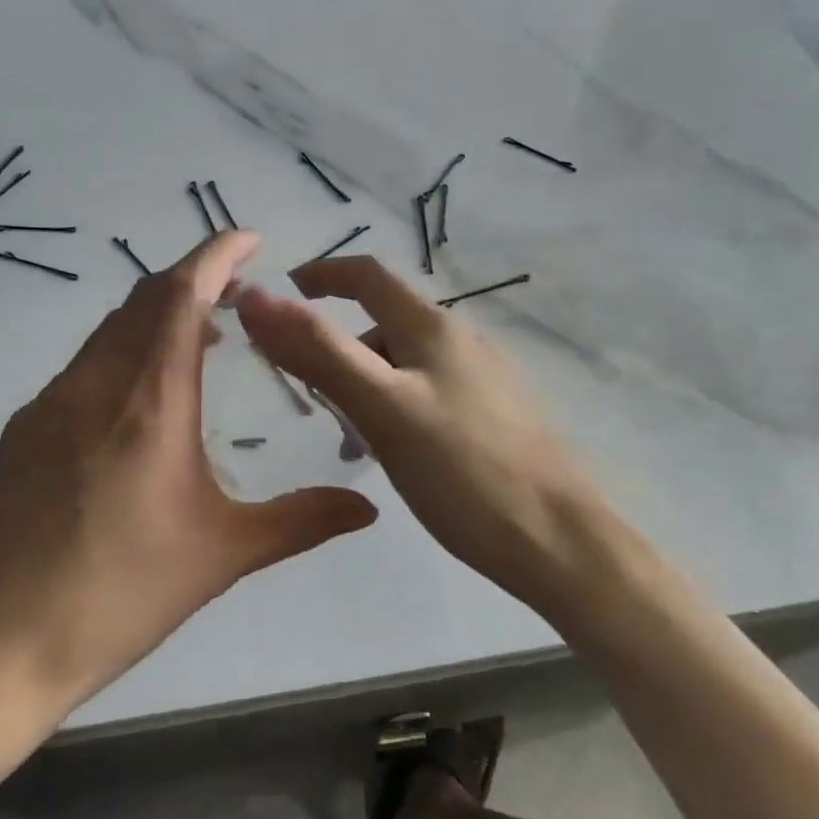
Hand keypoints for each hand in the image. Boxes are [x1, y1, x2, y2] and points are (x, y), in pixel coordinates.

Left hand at [0, 231, 377, 715]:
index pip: (181, 296)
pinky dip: (122, 355)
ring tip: (200, 341)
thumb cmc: (122, 594)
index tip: (250, 238)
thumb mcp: (224, 555)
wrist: (1, 641)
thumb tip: (369, 508)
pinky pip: (83, 367)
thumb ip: (302, 520)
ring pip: (109, 332)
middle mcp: (95, 385)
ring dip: (156, 319)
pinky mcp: (23, 431)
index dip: (216, 255)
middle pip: (143, 300)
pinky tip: (140, 400)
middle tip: (238, 296)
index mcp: (150, 403)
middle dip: (193, 282)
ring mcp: (49, 405)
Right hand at [237, 257, 606, 618]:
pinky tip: (396, 458)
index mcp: (435, 329)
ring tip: (350, 443)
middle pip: (385, 325)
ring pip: (407, 367)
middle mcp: (464, 343)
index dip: (322, 275)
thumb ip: (319, 353)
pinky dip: (397, 411)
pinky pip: (432, 397)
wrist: (561, 542)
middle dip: (339, 349)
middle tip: (309, 397)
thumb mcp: (382, 409)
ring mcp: (488, 381)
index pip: (369, 276)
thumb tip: (257, 300)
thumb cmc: (464, 472)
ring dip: (366, 388)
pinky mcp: (500, 419)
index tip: (281, 295)